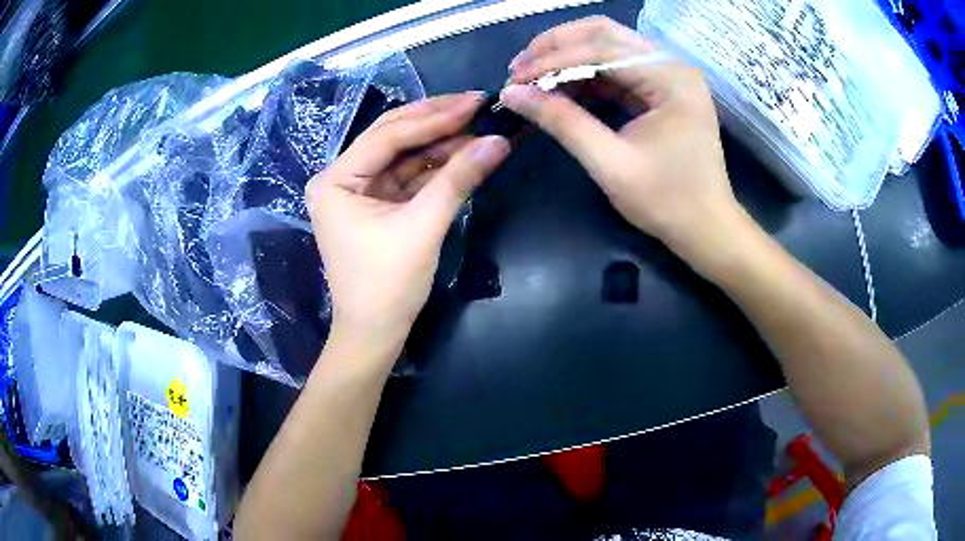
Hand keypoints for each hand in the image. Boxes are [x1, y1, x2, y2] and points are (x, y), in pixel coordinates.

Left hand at [306, 94, 509, 357]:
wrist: (375, 334)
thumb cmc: (387, 285)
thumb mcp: (423, 227)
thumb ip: (458, 179)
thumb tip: (500, 141)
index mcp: (335, 180)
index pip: (388, 136)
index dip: (434, 117)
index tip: (475, 102)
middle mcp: (341, 178)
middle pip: (392, 137)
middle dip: (435, 121)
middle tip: (477, 104)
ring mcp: (358, 191)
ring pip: (403, 155)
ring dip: (440, 143)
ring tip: (479, 127)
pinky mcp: (376, 205)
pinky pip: (408, 176)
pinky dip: (435, 166)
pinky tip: (463, 153)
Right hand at [503, 17, 742, 261]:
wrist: (706, 228)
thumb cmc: (667, 202)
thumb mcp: (610, 163)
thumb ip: (562, 122)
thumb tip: (512, 93)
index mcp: (670, 78)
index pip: (601, 49)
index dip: (553, 60)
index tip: (514, 78)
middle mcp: (672, 65)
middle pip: (605, 33)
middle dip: (558, 46)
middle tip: (520, 66)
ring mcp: (670, 74)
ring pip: (609, 45)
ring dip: (569, 56)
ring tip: (533, 75)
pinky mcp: (663, 88)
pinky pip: (618, 68)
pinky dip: (587, 74)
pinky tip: (562, 88)